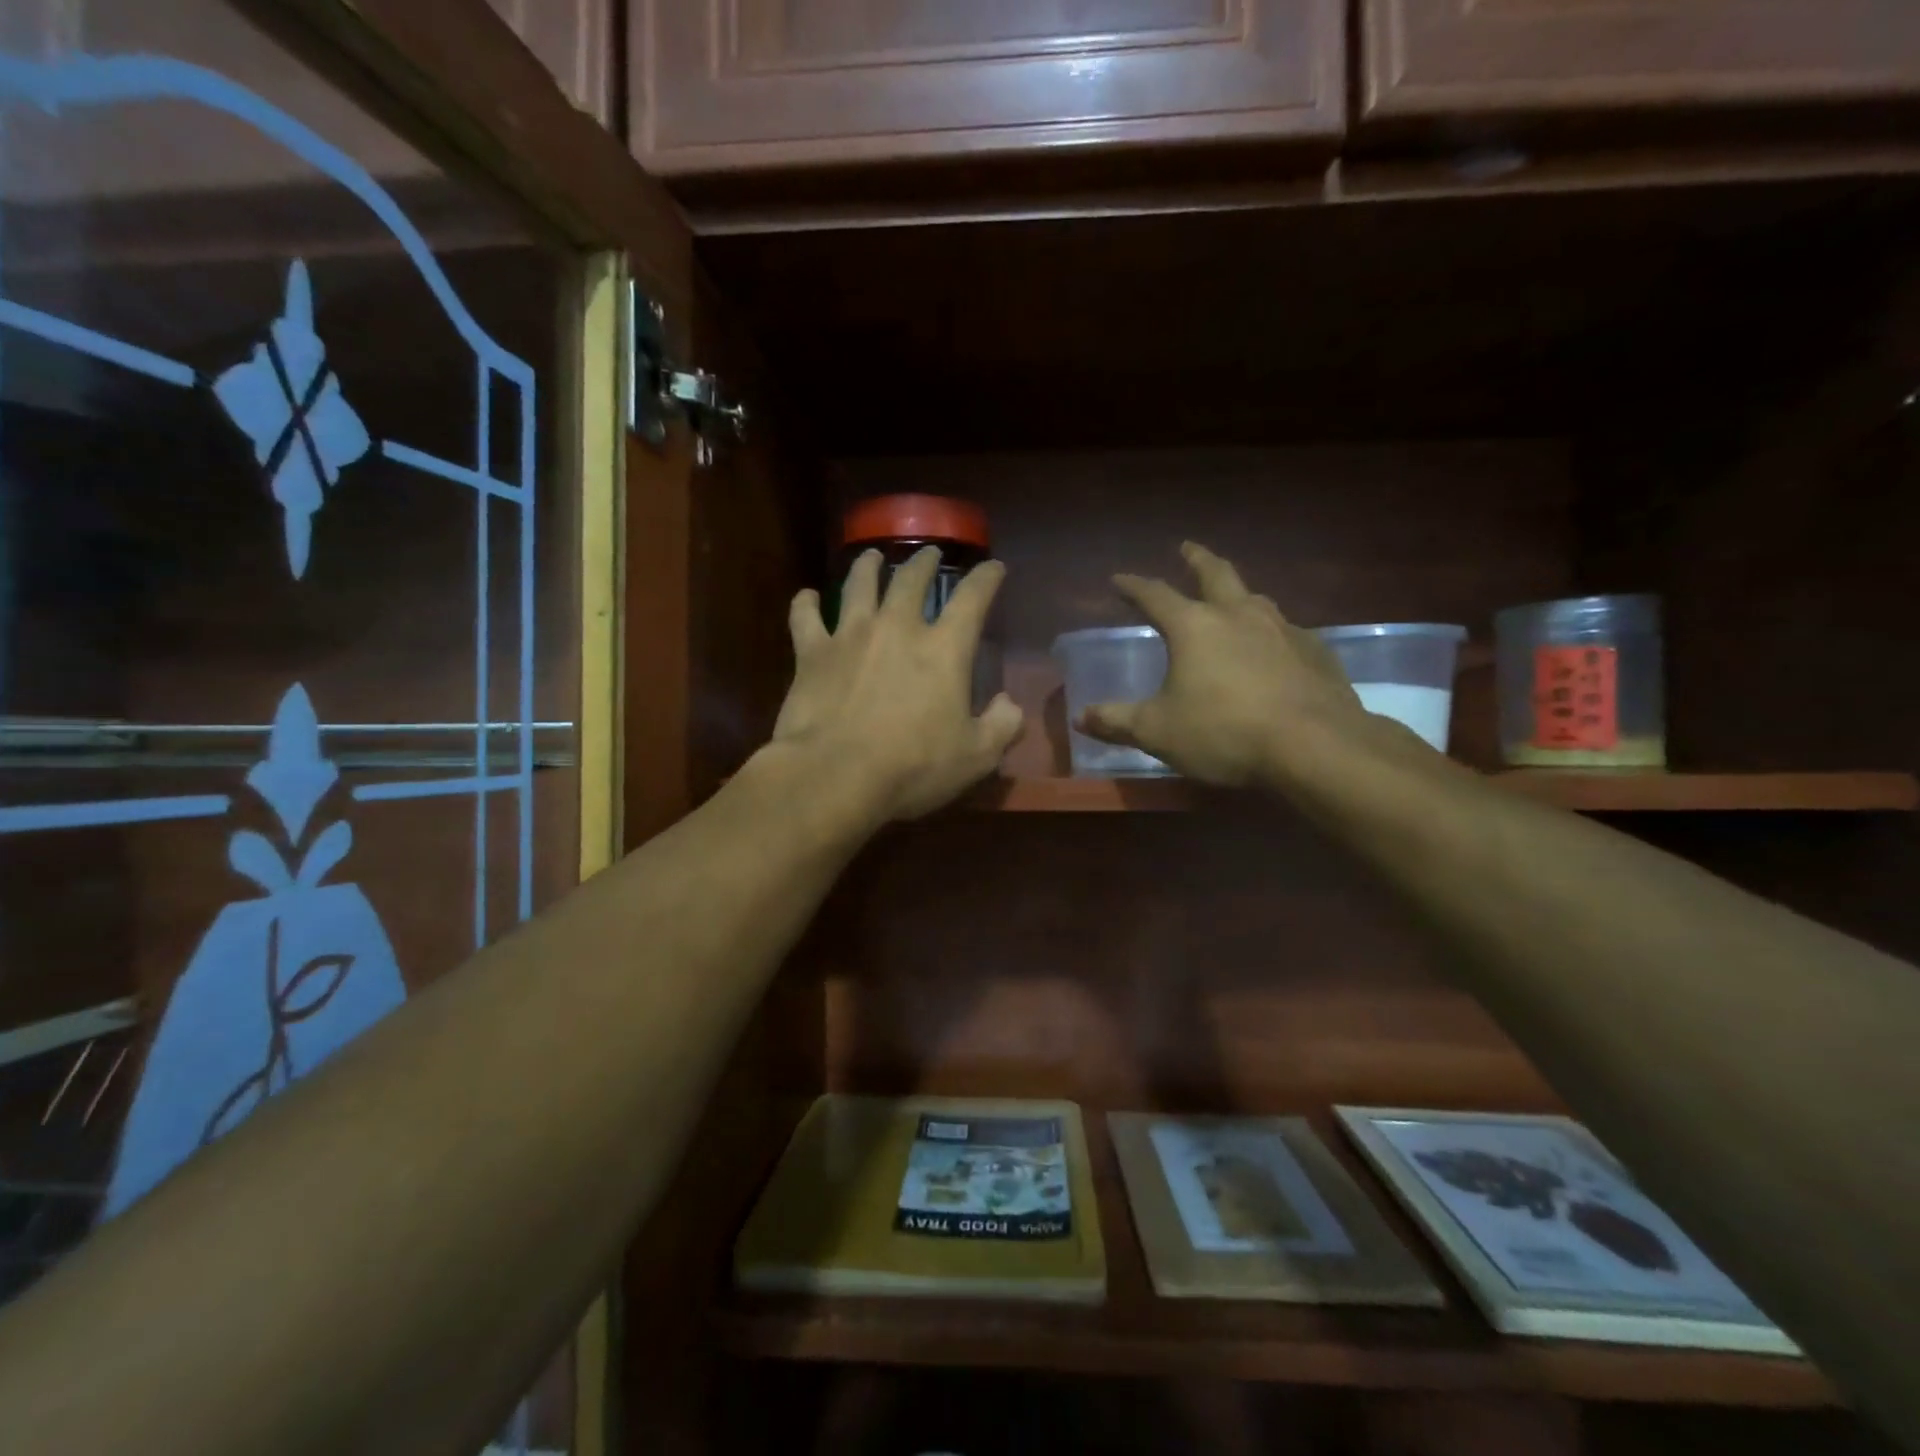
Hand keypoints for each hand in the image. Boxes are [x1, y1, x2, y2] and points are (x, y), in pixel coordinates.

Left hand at [771, 547, 1023, 821]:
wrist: (835, 775)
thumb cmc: (912, 767)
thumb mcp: (976, 757)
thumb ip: (1002, 726)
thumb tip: (1009, 704)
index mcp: (944, 649)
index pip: (973, 599)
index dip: (986, 579)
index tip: (993, 567)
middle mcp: (897, 628)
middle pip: (911, 580)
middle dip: (924, 563)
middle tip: (929, 554)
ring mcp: (850, 635)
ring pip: (859, 585)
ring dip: (867, 567)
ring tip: (871, 556)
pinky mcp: (811, 653)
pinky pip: (805, 617)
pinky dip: (806, 603)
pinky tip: (807, 596)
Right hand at [1078, 542, 1377, 787]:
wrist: (1314, 746)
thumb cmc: (1224, 732)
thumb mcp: (1158, 732)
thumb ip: (1118, 722)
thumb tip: (1081, 717)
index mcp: (1194, 627)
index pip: (1156, 595)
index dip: (1133, 586)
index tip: (1118, 579)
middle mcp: (1239, 615)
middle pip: (1216, 574)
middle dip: (1196, 559)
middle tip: (1186, 548)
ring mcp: (1283, 629)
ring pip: (1256, 598)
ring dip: (1238, 593)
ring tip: (1232, 599)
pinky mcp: (1316, 652)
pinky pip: (1287, 632)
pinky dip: (1272, 633)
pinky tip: (1274, 650)